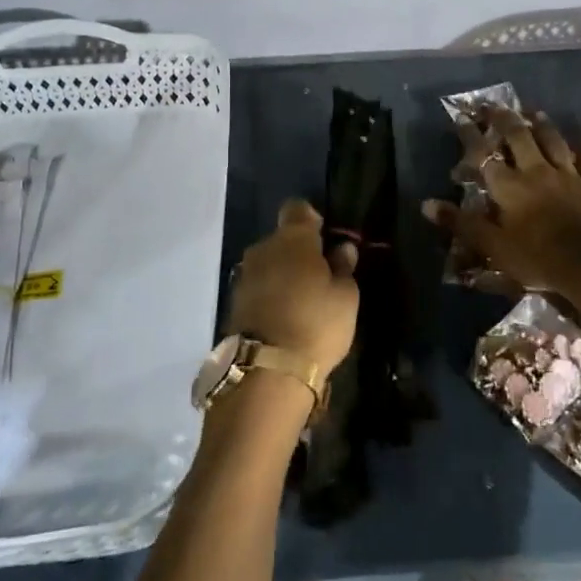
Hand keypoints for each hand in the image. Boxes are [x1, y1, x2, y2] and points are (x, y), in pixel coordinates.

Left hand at [229, 200, 360, 375]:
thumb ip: (344, 267)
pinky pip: (258, 286)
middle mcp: (263, 248)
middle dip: (298, 251)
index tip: (326, 240)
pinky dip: (270, 295)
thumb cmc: (317, 323)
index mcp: (293, 238)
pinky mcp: (234, 302)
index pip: (298, 208)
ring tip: (302, 302)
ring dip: (283, 274)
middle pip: (282, 238)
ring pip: (268, 263)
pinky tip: (285, 317)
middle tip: (320, 277)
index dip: (312, 220)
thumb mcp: (346, 296)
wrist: (268, 372)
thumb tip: (342, 249)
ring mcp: (244, 275)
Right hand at [424, 104, 580, 305]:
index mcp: (509, 187)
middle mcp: (537, 172)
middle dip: (505, 119)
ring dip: (543, 125)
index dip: (471, 135)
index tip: (462, 117)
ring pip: (553, 142)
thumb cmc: (538, 259)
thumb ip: (462, 224)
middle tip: (495, 105)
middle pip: (519, 138)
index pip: (484, 155)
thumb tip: (427, 205)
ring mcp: (569, 176)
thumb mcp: (493, 247)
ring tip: (535, 111)